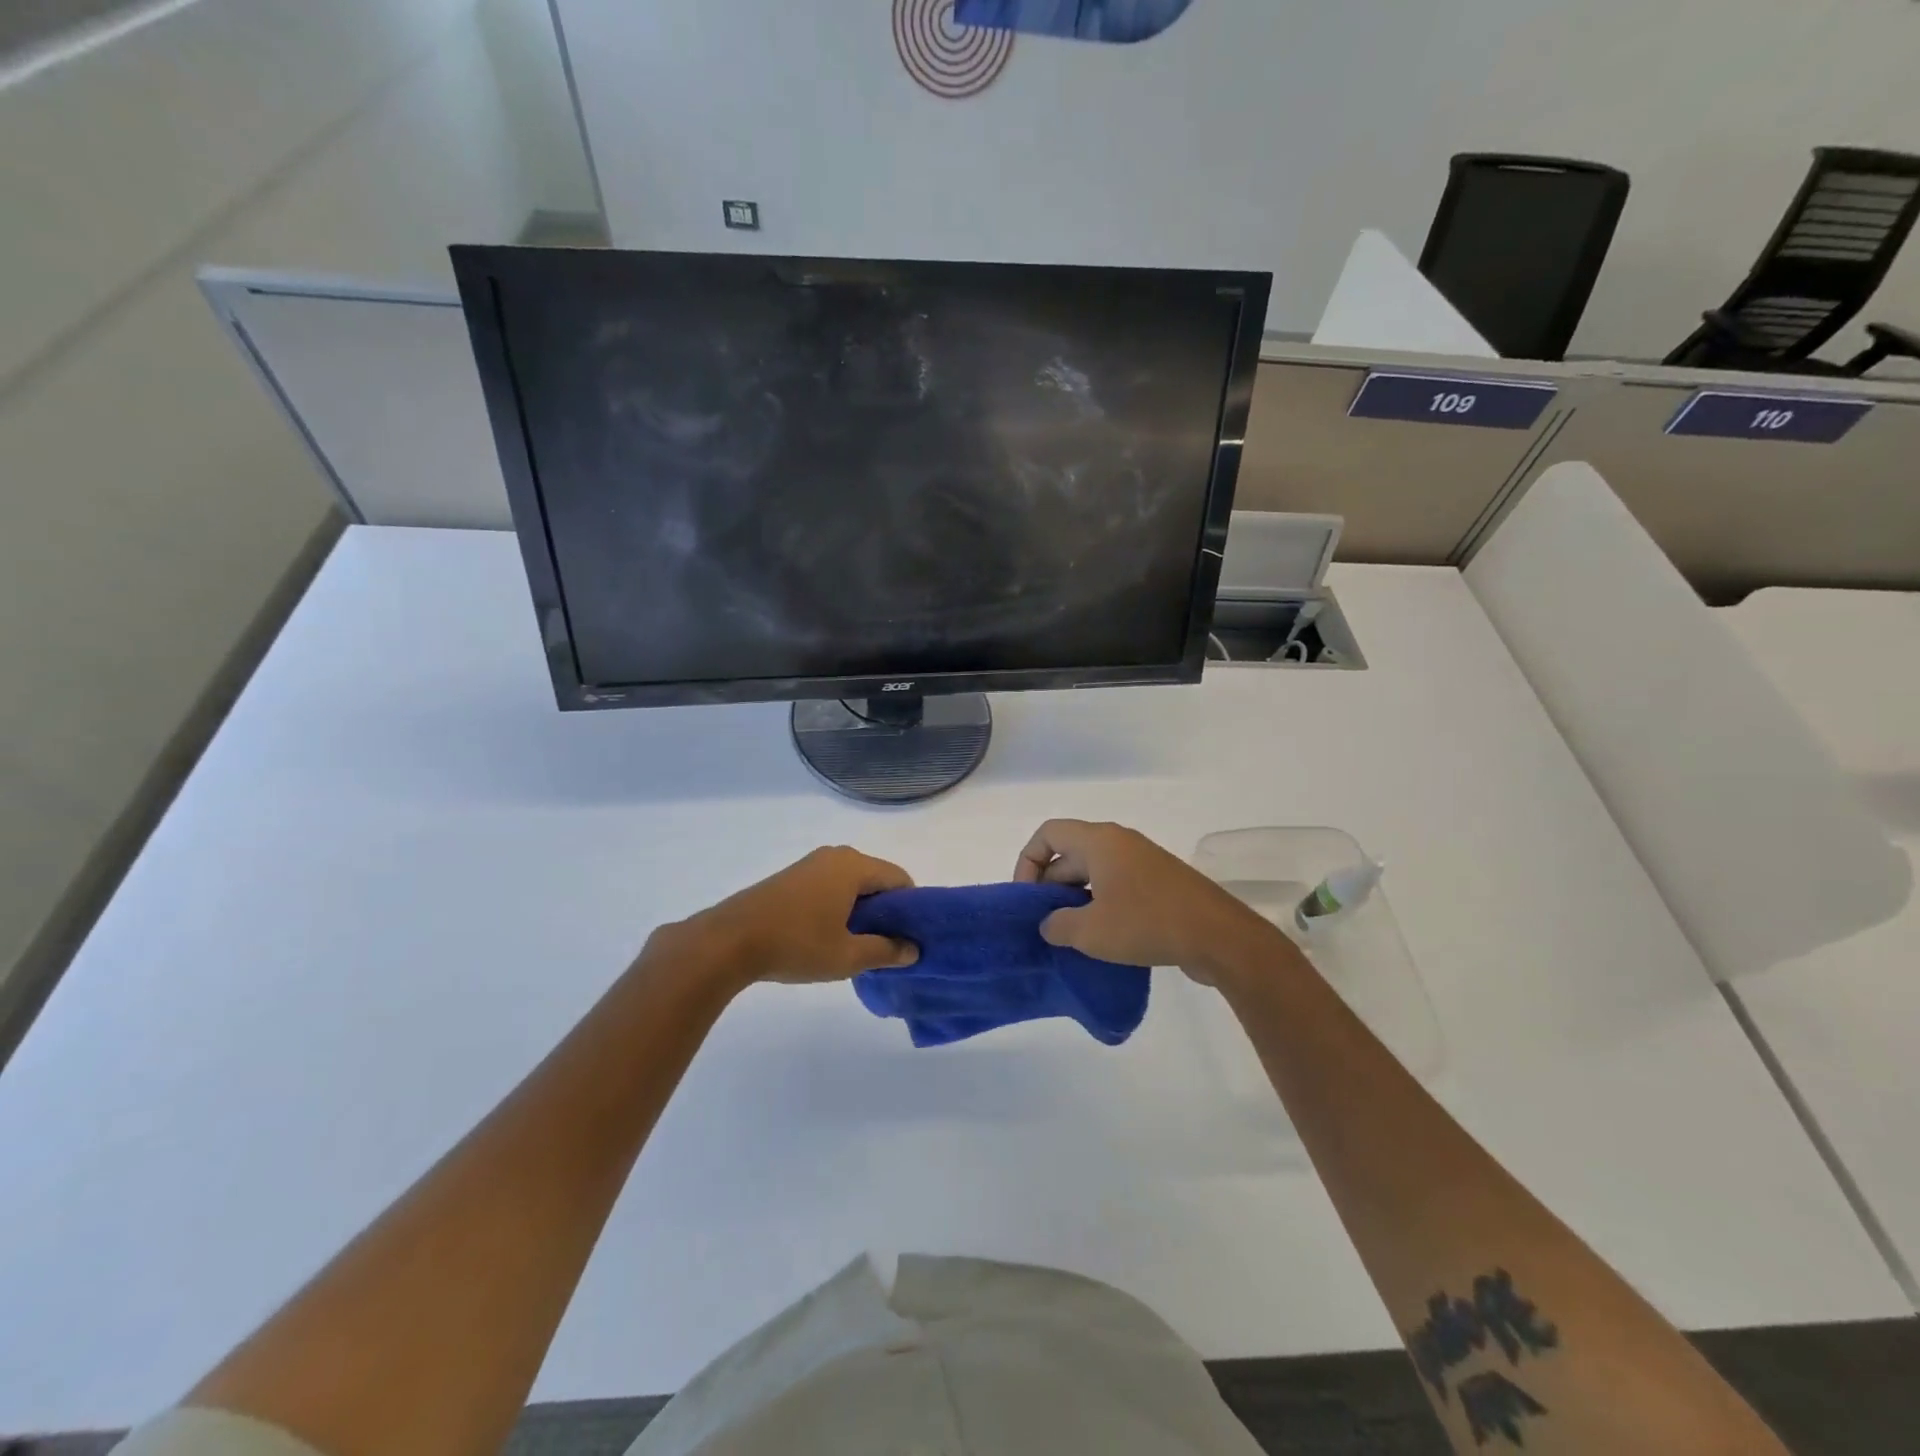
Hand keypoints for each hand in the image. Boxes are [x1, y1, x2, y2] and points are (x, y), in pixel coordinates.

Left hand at [653, 846, 919, 989]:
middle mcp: (836, 856)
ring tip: (856, 945)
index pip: (900, 879)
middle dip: (885, 910)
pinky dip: (838, 906)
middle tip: (885, 945)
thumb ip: (885, 951)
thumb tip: (913, 949)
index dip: (910, 908)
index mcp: (854, 866)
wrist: (728, 941)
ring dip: (860, 910)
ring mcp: (810, 864)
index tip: (908, 937)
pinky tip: (828, 936)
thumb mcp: (847, 956)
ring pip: (851, 883)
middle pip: (876, 879)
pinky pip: (830, 886)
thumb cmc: (796, 944)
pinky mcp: (791, 877)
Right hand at [1014, 819, 1271, 979]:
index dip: (1028, 862)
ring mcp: (1142, 862)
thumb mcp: (1090, 931)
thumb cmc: (1147, 923)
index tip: (1028, 899)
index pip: (1048, 834)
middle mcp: (1120, 842)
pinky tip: (1101, 938)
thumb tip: (1049, 924)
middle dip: (1050, 886)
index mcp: (1099, 841)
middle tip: (1045, 924)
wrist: (1218, 936)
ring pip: (1094, 872)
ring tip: (1069, 935)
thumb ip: (1057, 925)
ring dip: (1075, 899)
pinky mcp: (1160, 884)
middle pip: (1070, 853)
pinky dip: (1101, 905)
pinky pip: (1117, 885)